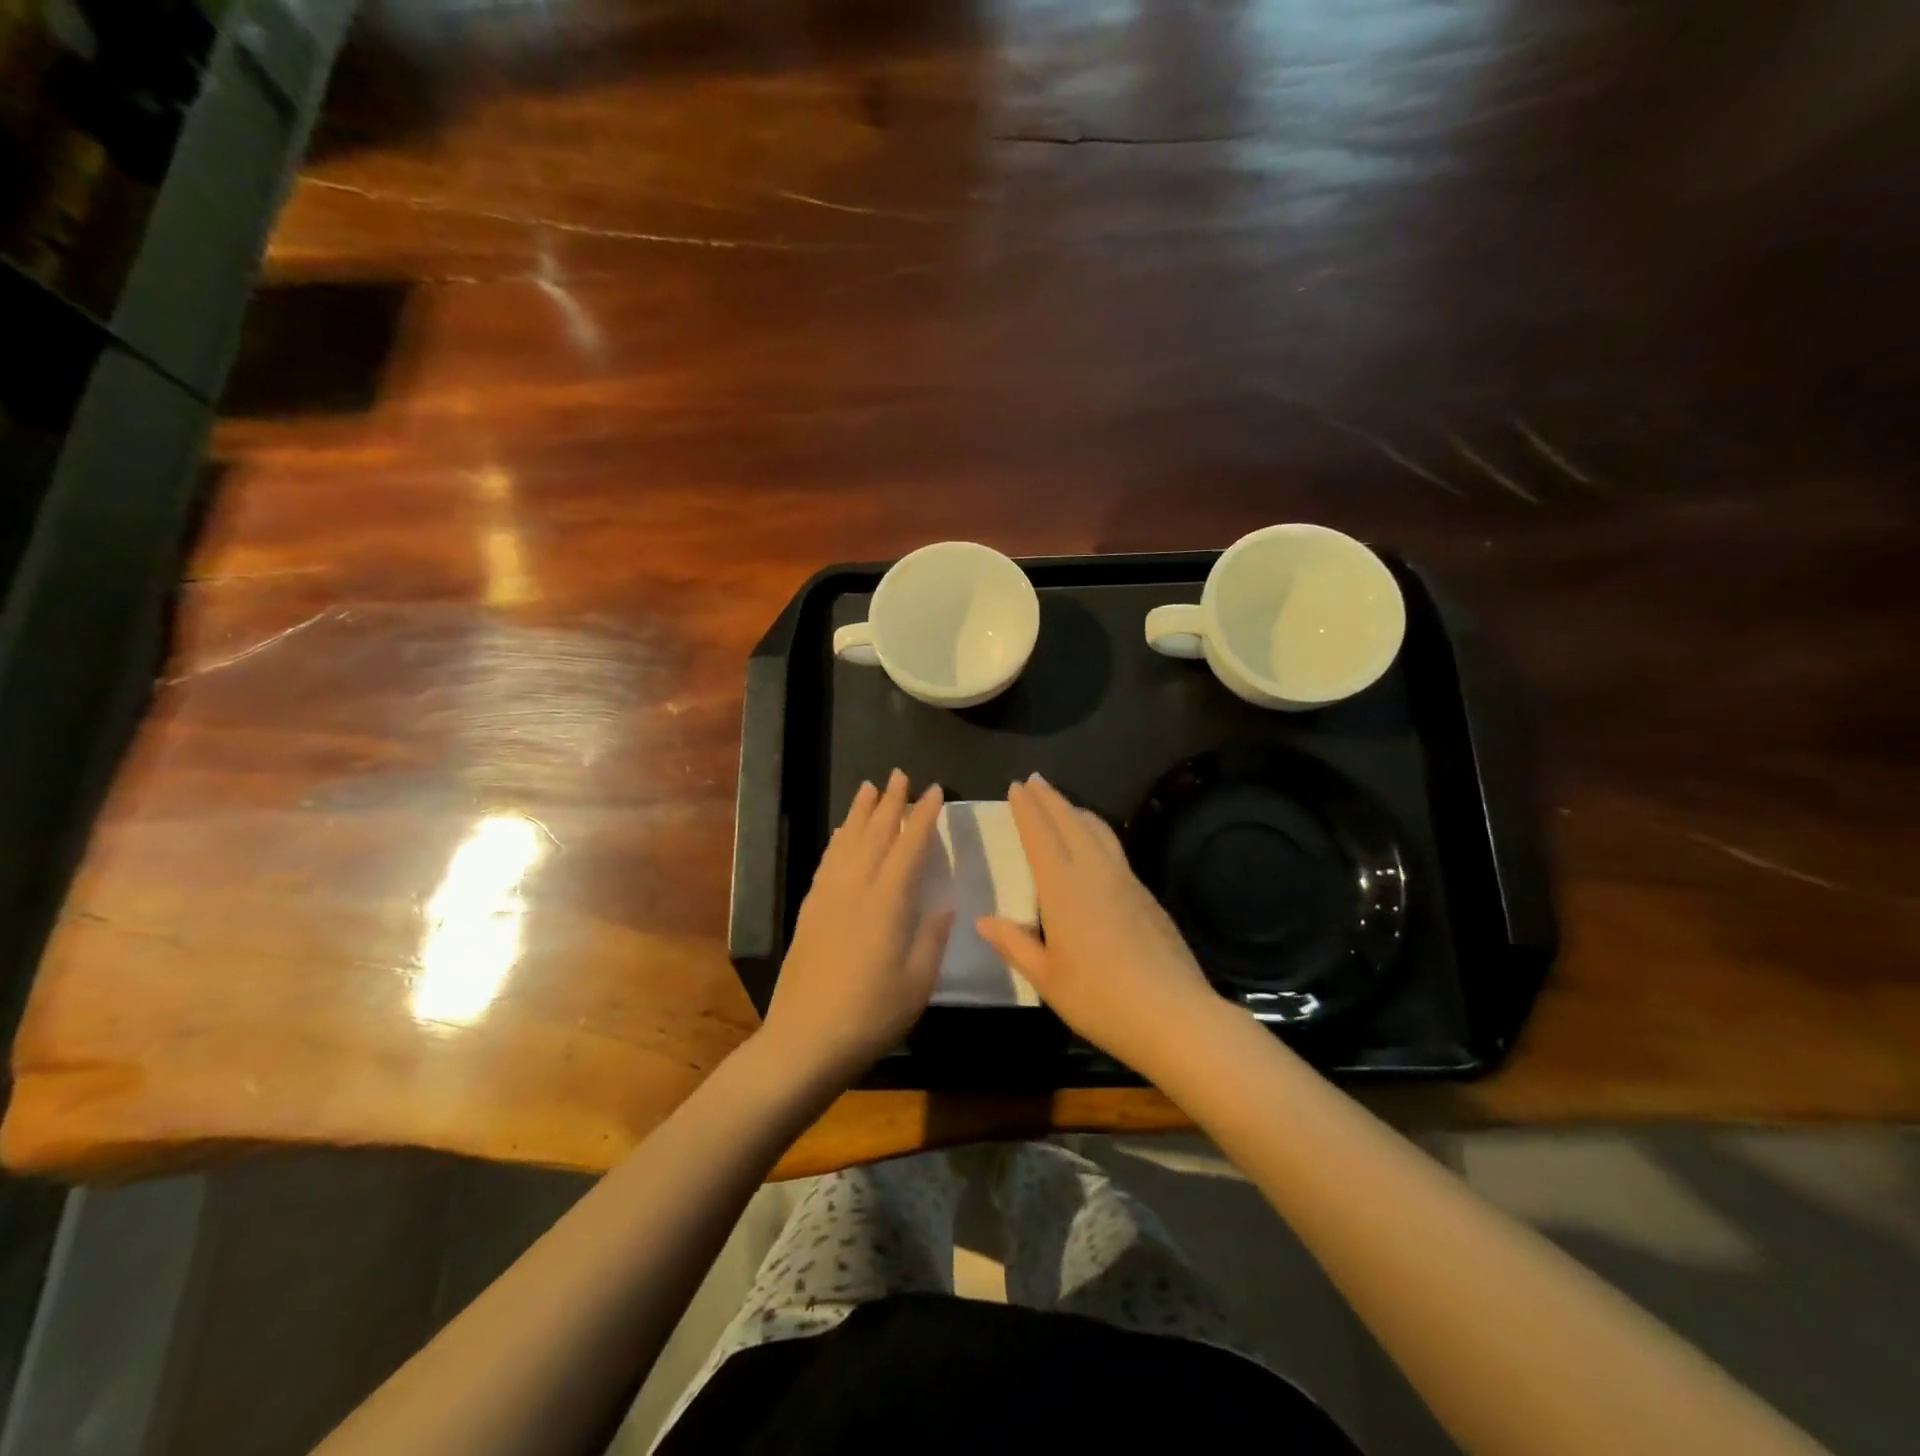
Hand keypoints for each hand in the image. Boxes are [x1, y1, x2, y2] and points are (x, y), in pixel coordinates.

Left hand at [760, 771, 952, 1086]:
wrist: (804, 1041)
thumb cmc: (870, 1016)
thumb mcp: (917, 983)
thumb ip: (931, 938)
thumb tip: (944, 904)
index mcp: (887, 903)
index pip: (909, 847)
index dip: (923, 816)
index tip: (934, 790)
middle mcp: (855, 889)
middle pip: (875, 834)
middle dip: (890, 802)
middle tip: (900, 775)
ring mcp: (828, 897)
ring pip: (847, 842)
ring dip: (860, 813)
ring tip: (869, 788)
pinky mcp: (810, 910)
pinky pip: (827, 862)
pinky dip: (837, 840)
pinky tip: (842, 833)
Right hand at [978, 774, 1222, 1076]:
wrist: (1175, 1015)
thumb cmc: (1100, 1000)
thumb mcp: (1046, 979)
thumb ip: (1014, 944)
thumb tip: (984, 920)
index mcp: (1064, 889)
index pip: (1040, 836)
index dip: (1027, 810)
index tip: (1016, 787)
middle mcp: (1095, 873)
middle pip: (1070, 823)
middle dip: (1050, 799)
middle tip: (1034, 780)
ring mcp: (1126, 881)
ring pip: (1098, 831)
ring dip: (1076, 812)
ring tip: (1063, 805)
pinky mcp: (1146, 895)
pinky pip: (1114, 849)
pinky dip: (1097, 832)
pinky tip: (1096, 846)